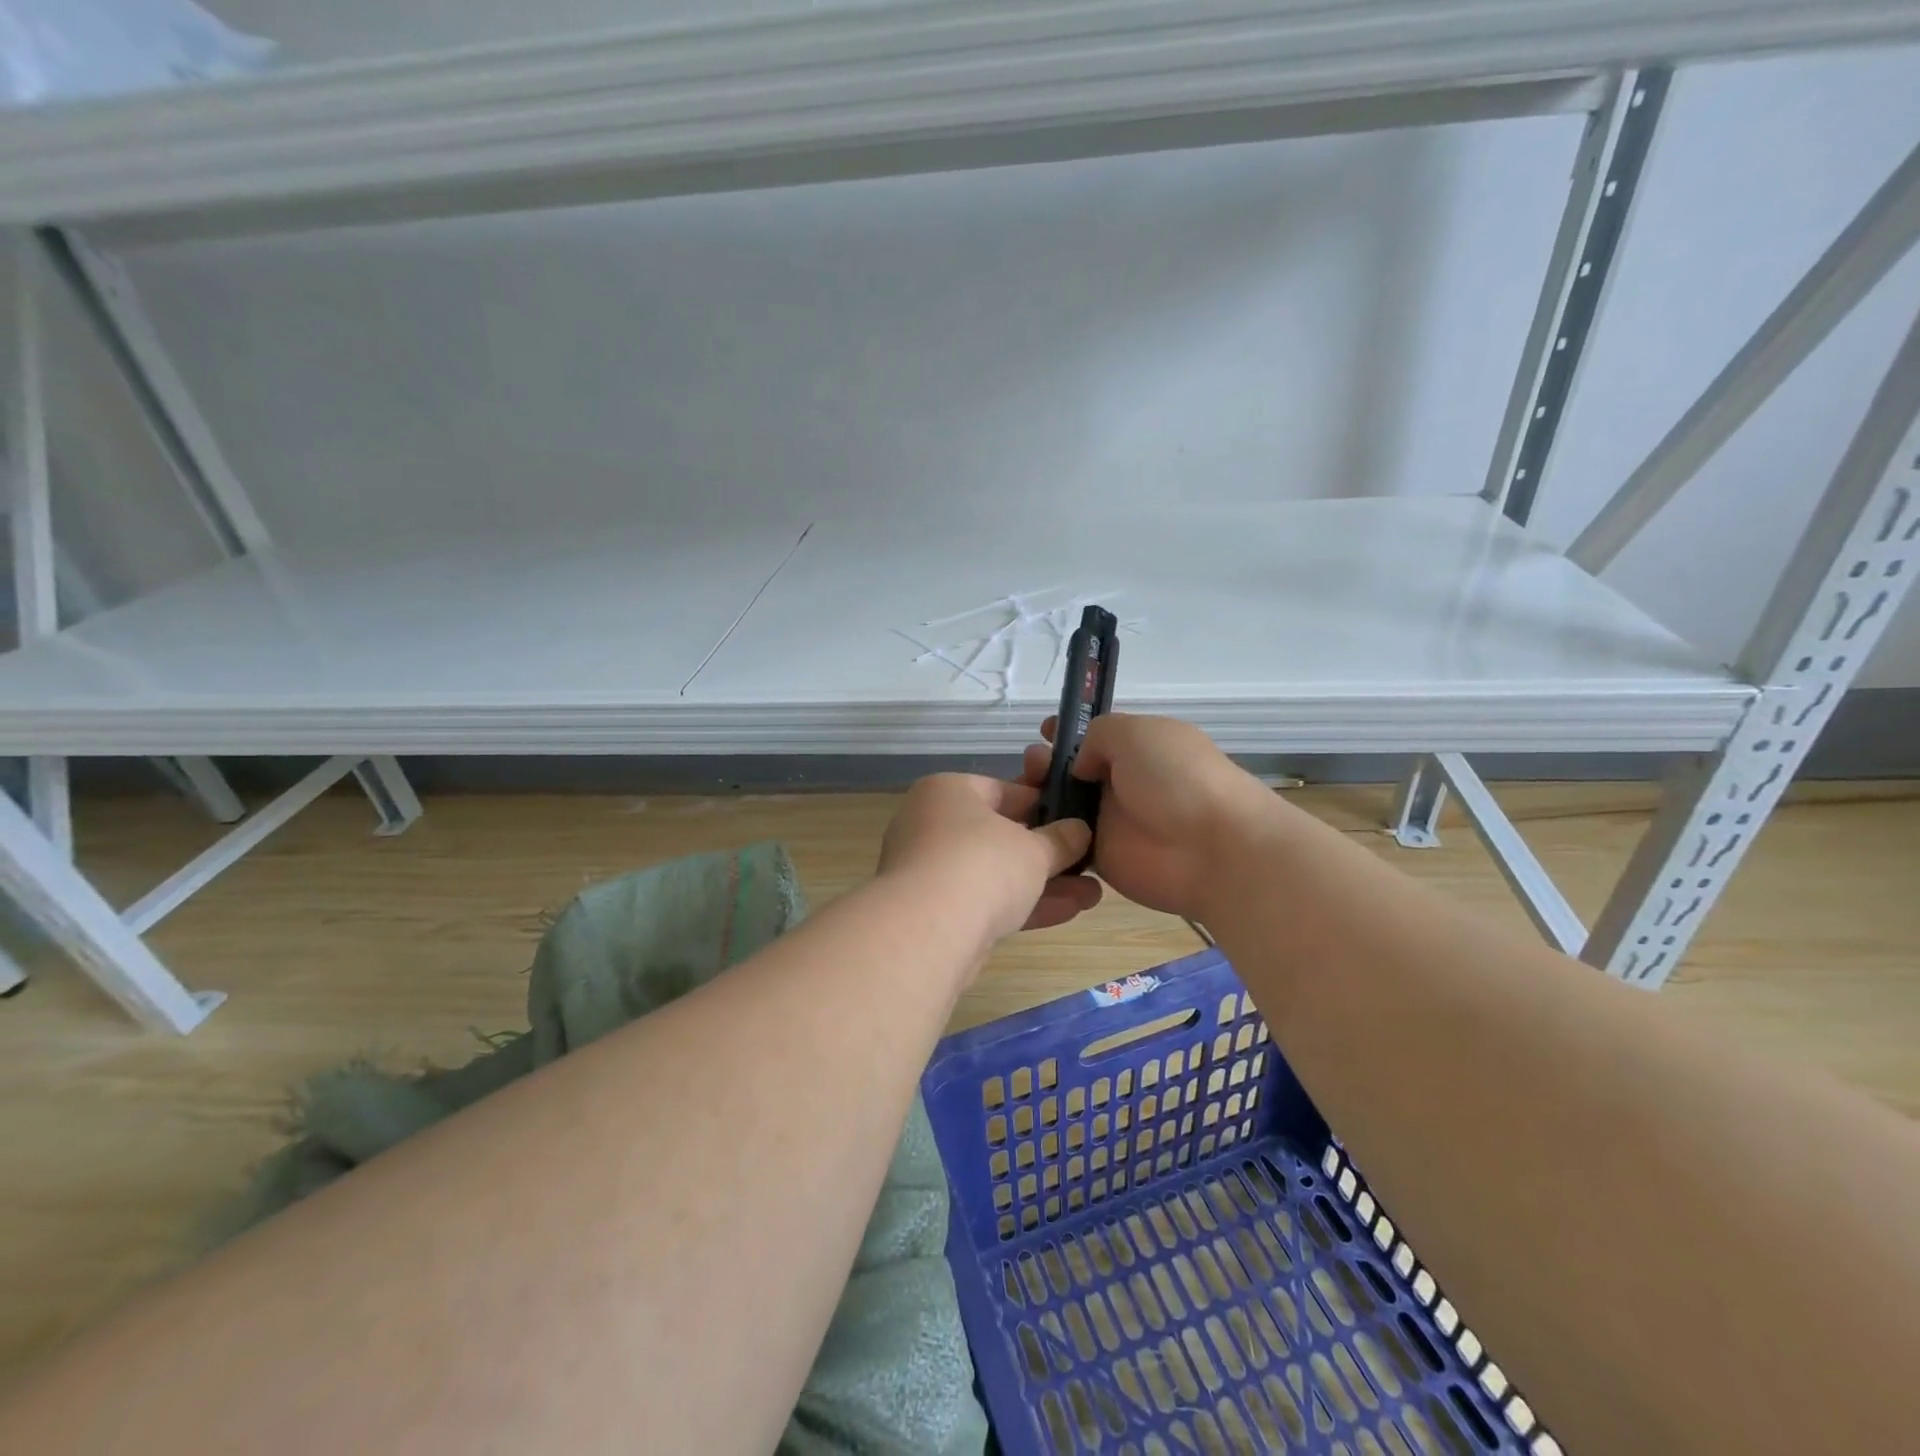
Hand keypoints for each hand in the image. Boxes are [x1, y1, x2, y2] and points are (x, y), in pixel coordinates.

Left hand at [877, 774, 1103, 946]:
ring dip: (1043, 884)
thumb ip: (1061, 839)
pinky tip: (1069, 912)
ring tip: (1091, 895)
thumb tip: (1079, 831)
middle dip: (1048, 853)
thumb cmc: (983, 864)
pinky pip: (985, 901)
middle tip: (1087, 863)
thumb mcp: (1035, 848)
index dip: (1044, 804)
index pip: (1003, 790)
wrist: (928, 930)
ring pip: (995, 873)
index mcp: (948, 791)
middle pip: (1000, 835)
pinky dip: (1023, 905)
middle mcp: (931, 824)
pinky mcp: (934, 912)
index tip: (1076, 820)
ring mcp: (930, 870)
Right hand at [1022, 713, 1269, 922]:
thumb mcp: (1136, 732)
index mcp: (1137, 748)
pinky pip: (1064, 845)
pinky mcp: (1101, 859)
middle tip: (1030, 768)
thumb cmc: (1176, 778)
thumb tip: (1080, 766)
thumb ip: (1098, 735)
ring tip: (1021, 796)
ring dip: (1038, 800)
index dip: (1066, 733)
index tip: (1042, 732)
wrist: (1212, 848)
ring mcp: (1110, 822)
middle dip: (1043, 765)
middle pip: (1069, 772)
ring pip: (1062, 808)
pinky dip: (1043, 838)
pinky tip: (1021, 828)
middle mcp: (1121, 783)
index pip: (1094, 737)